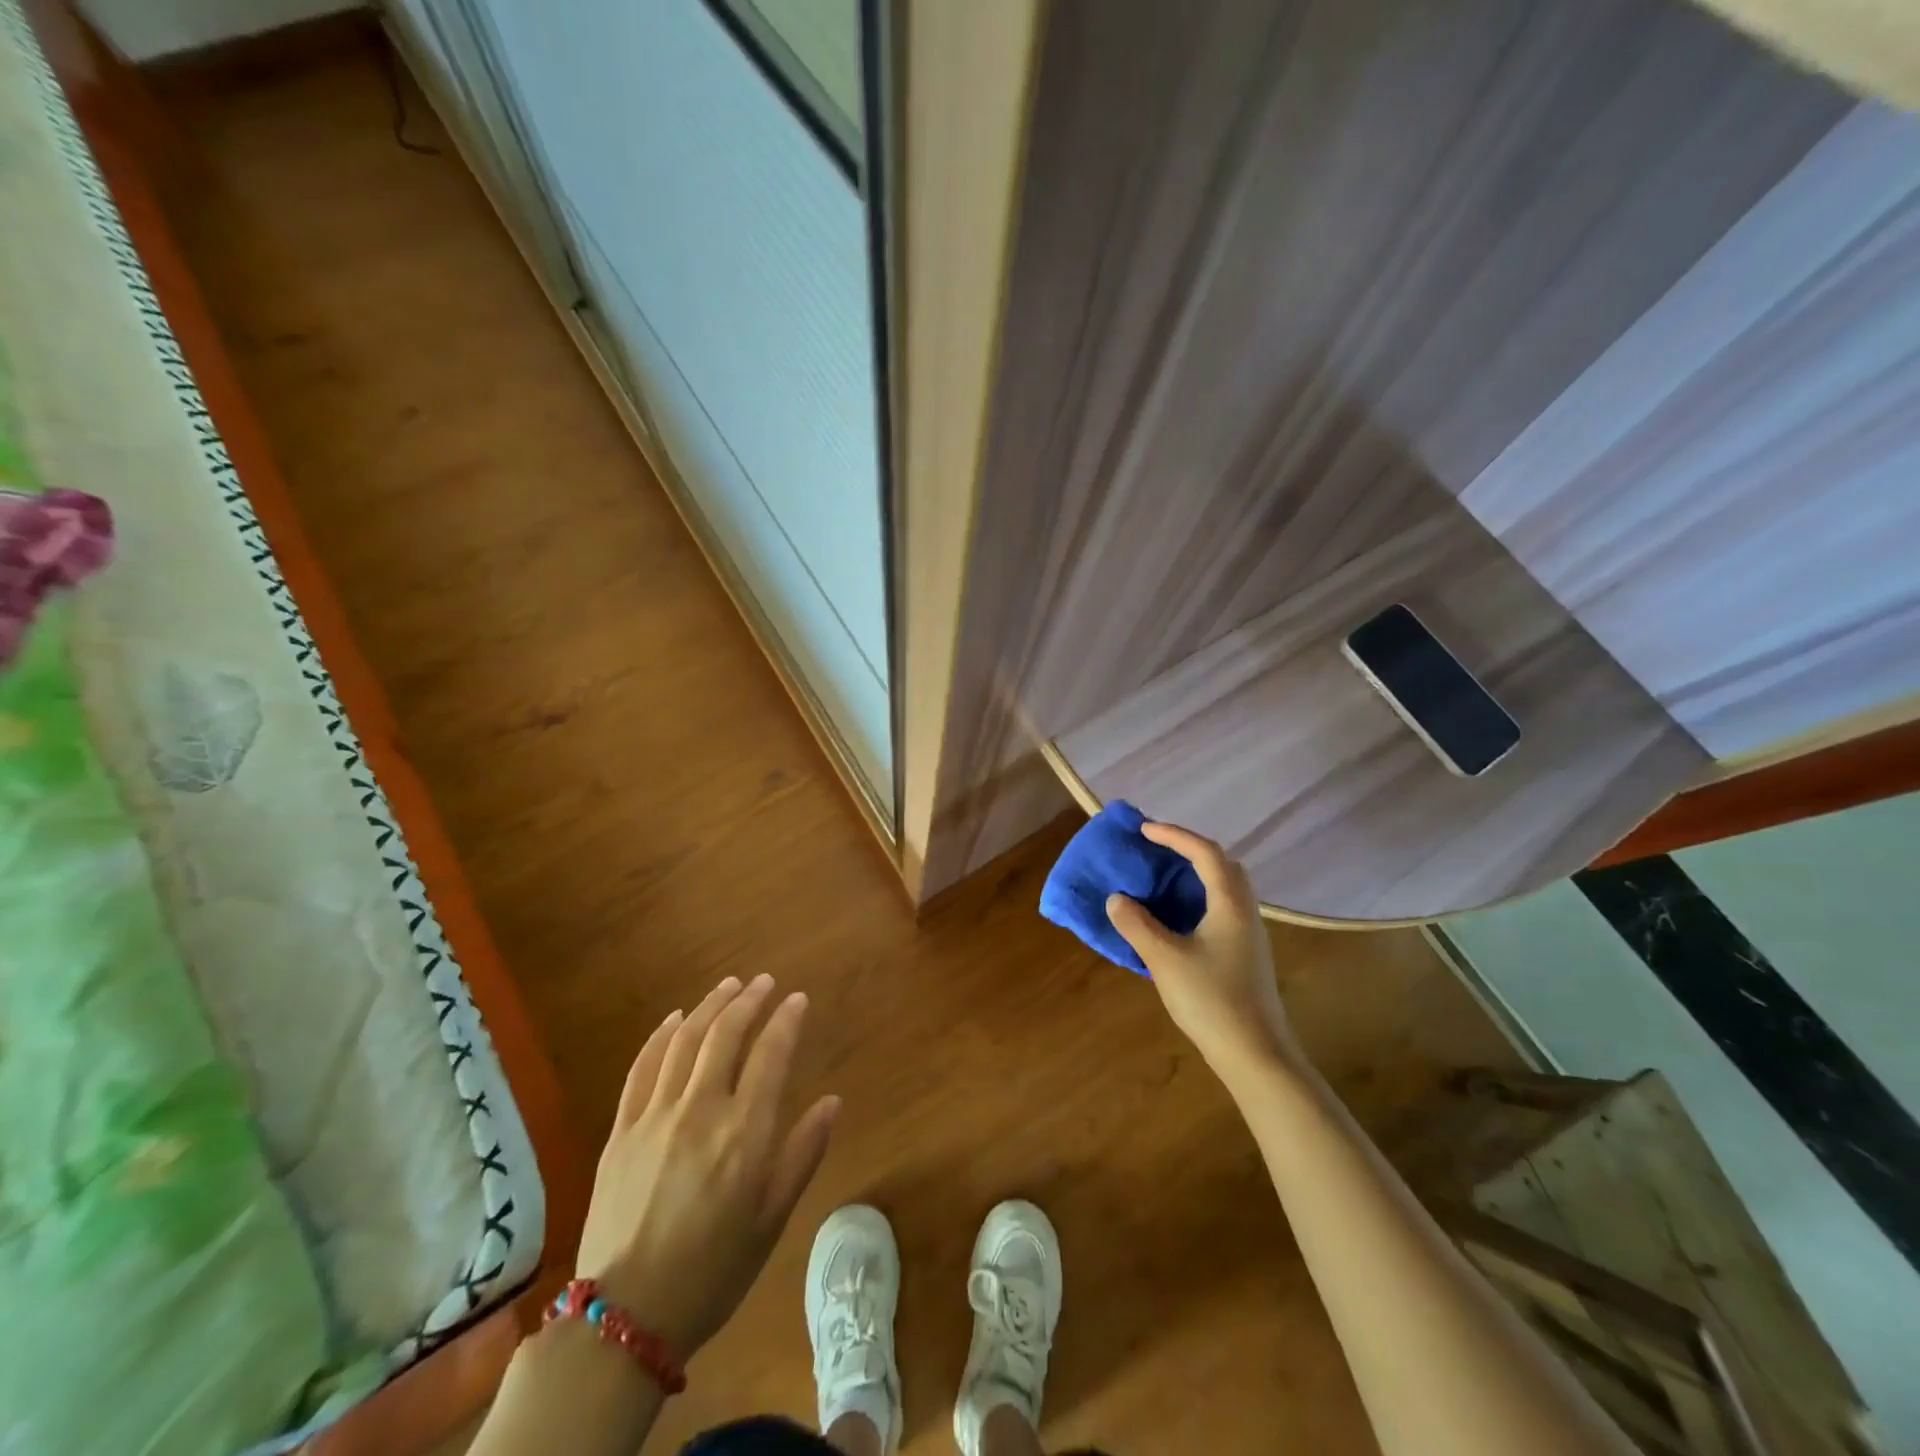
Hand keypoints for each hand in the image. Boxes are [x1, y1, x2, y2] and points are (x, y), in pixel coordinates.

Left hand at [574, 975, 839, 1359]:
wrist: (626, 1317)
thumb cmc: (714, 1270)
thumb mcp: (772, 1218)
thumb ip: (803, 1153)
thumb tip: (832, 1102)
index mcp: (745, 1133)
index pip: (771, 1054)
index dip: (786, 1020)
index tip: (797, 999)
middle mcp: (701, 1111)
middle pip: (726, 1035)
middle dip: (749, 1000)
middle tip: (764, 982)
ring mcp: (655, 1116)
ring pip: (685, 1041)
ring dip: (709, 1006)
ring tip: (728, 986)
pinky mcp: (621, 1130)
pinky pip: (642, 1067)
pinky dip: (661, 1036)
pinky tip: (674, 1019)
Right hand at [1107, 822, 1298, 1075]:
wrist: (1256, 1055)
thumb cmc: (1212, 1000)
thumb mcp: (1165, 960)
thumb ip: (1137, 925)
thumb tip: (1117, 899)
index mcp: (1230, 904)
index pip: (1205, 853)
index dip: (1174, 836)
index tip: (1144, 830)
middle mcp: (1245, 911)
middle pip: (1223, 865)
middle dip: (1190, 850)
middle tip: (1158, 850)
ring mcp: (1249, 935)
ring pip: (1225, 888)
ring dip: (1195, 875)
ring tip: (1163, 878)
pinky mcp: (1246, 954)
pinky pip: (1222, 909)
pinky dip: (1198, 898)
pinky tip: (1176, 918)